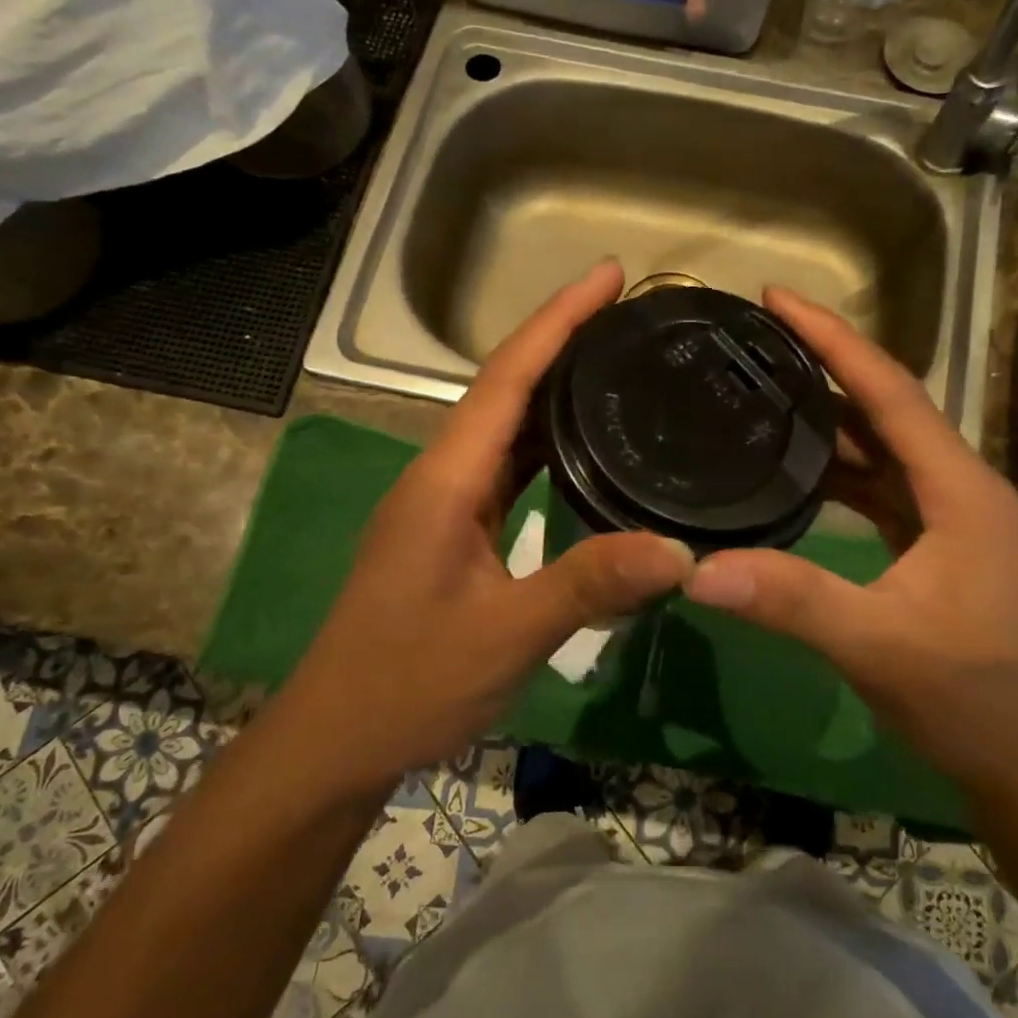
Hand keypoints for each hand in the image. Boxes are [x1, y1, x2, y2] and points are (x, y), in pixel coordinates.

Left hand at [284, 261, 694, 786]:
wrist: (336, 741)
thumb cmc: (408, 683)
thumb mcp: (506, 635)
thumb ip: (590, 585)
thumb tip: (681, 552)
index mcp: (446, 481)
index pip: (506, 379)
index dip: (557, 320)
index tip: (608, 275)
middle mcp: (441, 478)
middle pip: (506, 391)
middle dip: (564, 343)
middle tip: (632, 318)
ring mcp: (444, 507)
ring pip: (506, 431)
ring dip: (557, 394)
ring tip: (619, 367)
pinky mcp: (453, 535)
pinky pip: (507, 472)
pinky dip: (548, 448)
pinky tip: (586, 453)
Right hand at [683, 287, 1017, 787]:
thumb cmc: (965, 694)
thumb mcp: (874, 644)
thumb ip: (791, 601)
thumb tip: (698, 570)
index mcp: (959, 489)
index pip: (890, 392)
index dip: (834, 340)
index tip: (778, 299)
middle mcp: (959, 486)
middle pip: (886, 406)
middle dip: (826, 365)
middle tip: (757, 338)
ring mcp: (948, 514)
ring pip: (882, 445)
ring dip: (829, 415)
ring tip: (765, 386)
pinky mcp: (933, 540)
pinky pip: (879, 483)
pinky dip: (838, 467)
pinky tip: (794, 465)